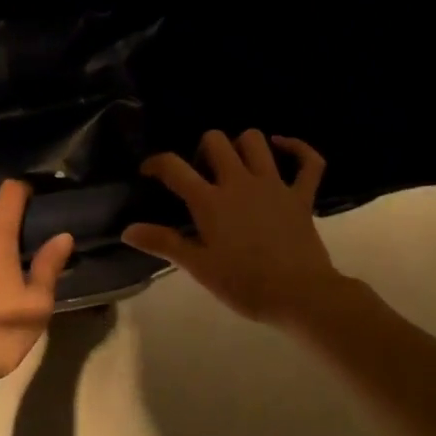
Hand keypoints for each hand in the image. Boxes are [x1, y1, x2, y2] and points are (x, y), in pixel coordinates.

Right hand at [122, 130, 343, 326]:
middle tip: (199, 174)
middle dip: (202, 149)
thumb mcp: (198, 267)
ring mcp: (274, 185)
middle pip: (216, 141)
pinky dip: (297, 148)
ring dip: (240, 145)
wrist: (299, 295)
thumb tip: (127, 230)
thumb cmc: (243, 284)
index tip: (148, 172)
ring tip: (233, 164)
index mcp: (210, 201)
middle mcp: (240, 183)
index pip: (174, 167)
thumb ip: (163, 243)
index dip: (156, 163)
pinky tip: (282, 147)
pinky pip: (308, 161)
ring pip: (255, 141)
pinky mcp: (302, 196)